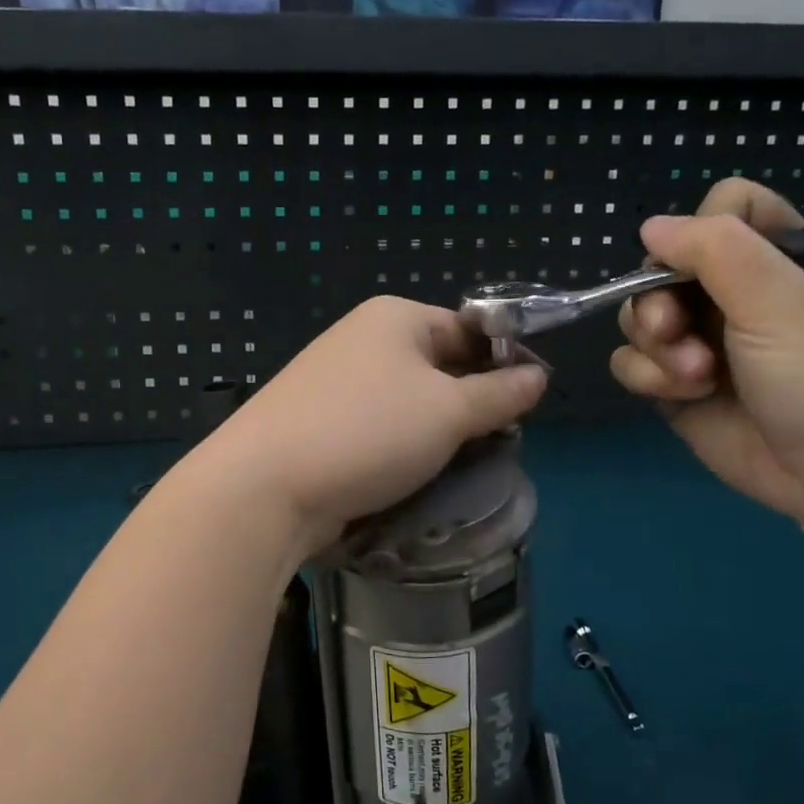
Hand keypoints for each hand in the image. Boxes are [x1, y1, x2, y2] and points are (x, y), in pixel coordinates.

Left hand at [191, 297, 547, 555]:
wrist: (266, 485)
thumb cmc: (369, 432)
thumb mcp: (448, 411)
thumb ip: (499, 393)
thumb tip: (537, 375)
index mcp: (395, 317)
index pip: (468, 329)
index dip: (502, 364)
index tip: (525, 409)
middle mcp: (363, 339)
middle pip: (438, 365)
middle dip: (469, 404)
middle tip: (496, 446)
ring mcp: (335, 381)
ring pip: (408, 403)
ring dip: (436, 433)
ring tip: (459, 468)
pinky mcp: (320, 422)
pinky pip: (378, 428)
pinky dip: (400, 449)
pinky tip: (414, 477)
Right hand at [610, 179, 803, 518]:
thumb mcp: (782, 301)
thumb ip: (716, 250)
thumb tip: (650, 225)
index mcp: (778, 258)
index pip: (726, 206)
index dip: (704, 229)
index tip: (704, 264)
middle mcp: (733, 293)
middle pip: (663, 264)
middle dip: (659, 301)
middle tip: (675, 330)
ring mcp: (700, 338)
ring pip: (638, 314)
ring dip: (656, 346)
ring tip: (695, 376)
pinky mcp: (675, 382)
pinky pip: (631, 360)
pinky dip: (647, 376)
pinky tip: (682, 395)